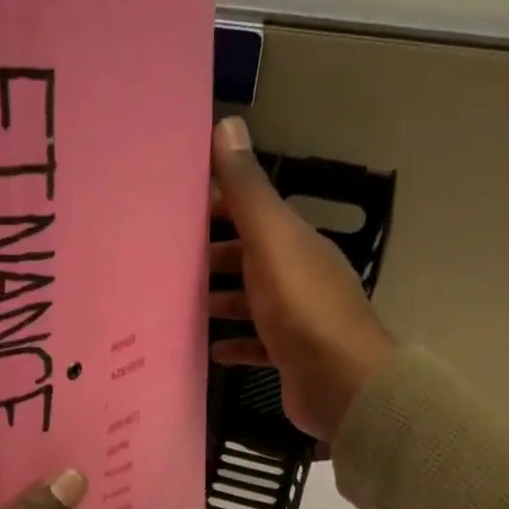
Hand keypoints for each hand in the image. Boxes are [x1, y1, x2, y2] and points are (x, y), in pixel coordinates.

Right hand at [208, 115, 398, 442]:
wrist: (342, 383)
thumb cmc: (302, 308)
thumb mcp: (271, 242)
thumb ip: (246, 192)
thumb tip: (227, 124)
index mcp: (294, 242)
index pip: (253, 211)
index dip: (218, 204)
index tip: (176, 207)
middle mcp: (297, 274)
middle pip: (249, 256)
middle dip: (212, 255)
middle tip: (167, 261)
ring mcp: (295, 318)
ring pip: (250, 300)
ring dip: (219, 299)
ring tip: (179, 305)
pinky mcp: (289, 356)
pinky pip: (255, 344)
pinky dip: (233, 343)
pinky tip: (209, 349)